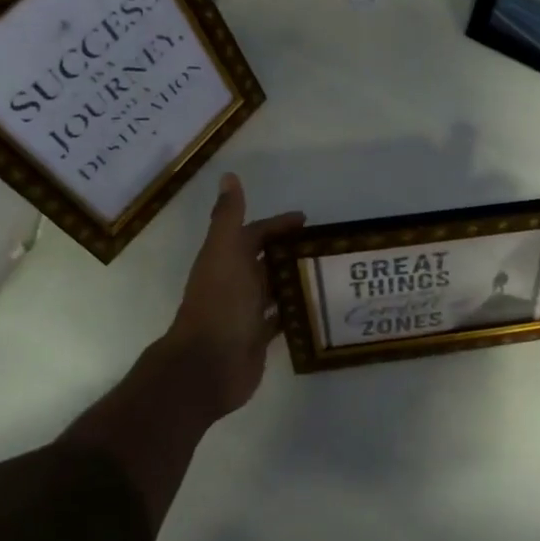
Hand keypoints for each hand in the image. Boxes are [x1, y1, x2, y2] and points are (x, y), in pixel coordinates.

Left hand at [164, 173, 305, 419]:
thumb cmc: (220, 303)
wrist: (209, 364)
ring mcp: (246, 311)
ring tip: (330, 274)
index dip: (278, 225)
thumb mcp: (224, 252)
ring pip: (275, 288)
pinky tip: (320, 307)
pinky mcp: (257, 337)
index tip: (308, 222)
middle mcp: (235, 282)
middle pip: (266, 260)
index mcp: (226, 259)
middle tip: (327, 248)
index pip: (255, 233)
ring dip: (296, 280)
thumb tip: (229, 176)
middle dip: (291, 252)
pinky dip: (297, 310)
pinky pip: (281, 318)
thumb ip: (229, 216)